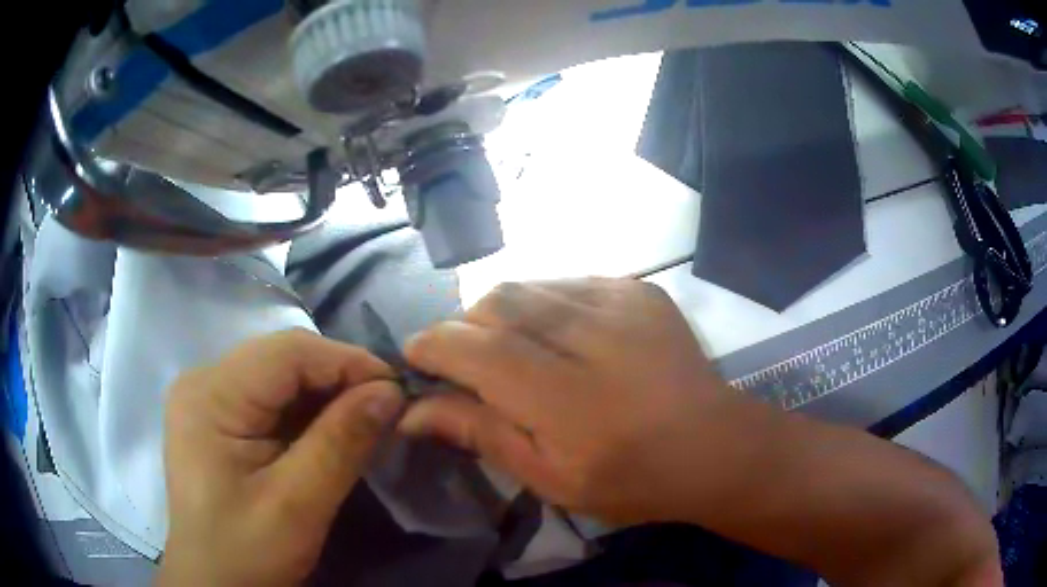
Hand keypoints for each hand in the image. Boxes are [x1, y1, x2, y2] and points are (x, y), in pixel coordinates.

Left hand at [158, 330, 403, 586]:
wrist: (215, 585)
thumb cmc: (247, 552)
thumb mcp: (298, 505)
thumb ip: (341, 444)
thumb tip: (391, 392)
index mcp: (211, 394)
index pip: (287, 352)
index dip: (347, 362)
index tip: (398, 390)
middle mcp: (204, 381)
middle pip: (282, 358)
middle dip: (339, 379)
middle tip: (386, 409)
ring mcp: (209, 399)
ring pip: (280, 377)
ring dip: (326, 396)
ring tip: (365, 421)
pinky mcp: (219, 420)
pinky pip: (271, 400)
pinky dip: (307, 413)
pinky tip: (330, 434)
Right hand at [399, 278, 743, 524]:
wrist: (715, 445)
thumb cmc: (632, 480)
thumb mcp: (550, 478)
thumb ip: (482, 434)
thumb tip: (413, 411)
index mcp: (567, 399)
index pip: (474, 349)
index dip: (433, 346)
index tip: (415, 357)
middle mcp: (592, 336)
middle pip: (496, 303)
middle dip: (463, 327)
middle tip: (466, 362)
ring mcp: (620, 302)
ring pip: (527, 286)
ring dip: (500, 314)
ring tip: (512, 349)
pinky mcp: (638, 289)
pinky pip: (565, 282)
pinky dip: (543, 305)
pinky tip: (559, 337)